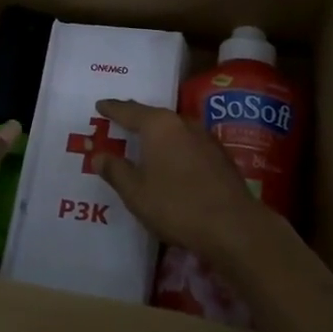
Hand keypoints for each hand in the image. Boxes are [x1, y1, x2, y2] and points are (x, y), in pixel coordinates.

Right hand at [92, 99, 289, 274]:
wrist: (233, 226)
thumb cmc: (176, 205)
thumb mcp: (136, 192)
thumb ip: (115, 171)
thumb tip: (99, 155)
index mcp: (159, 125)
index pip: (129, 110)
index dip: (113, 108)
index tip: (100, 105)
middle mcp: (183, 123)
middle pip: (153, 116)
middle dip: (136, 118)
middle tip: (119, 119)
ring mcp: (206, 138)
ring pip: (174, 129)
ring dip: (158, 134)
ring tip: (144, 141)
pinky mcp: (220, 156)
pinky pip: (188, 144)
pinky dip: (175, 148)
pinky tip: (172, 161)